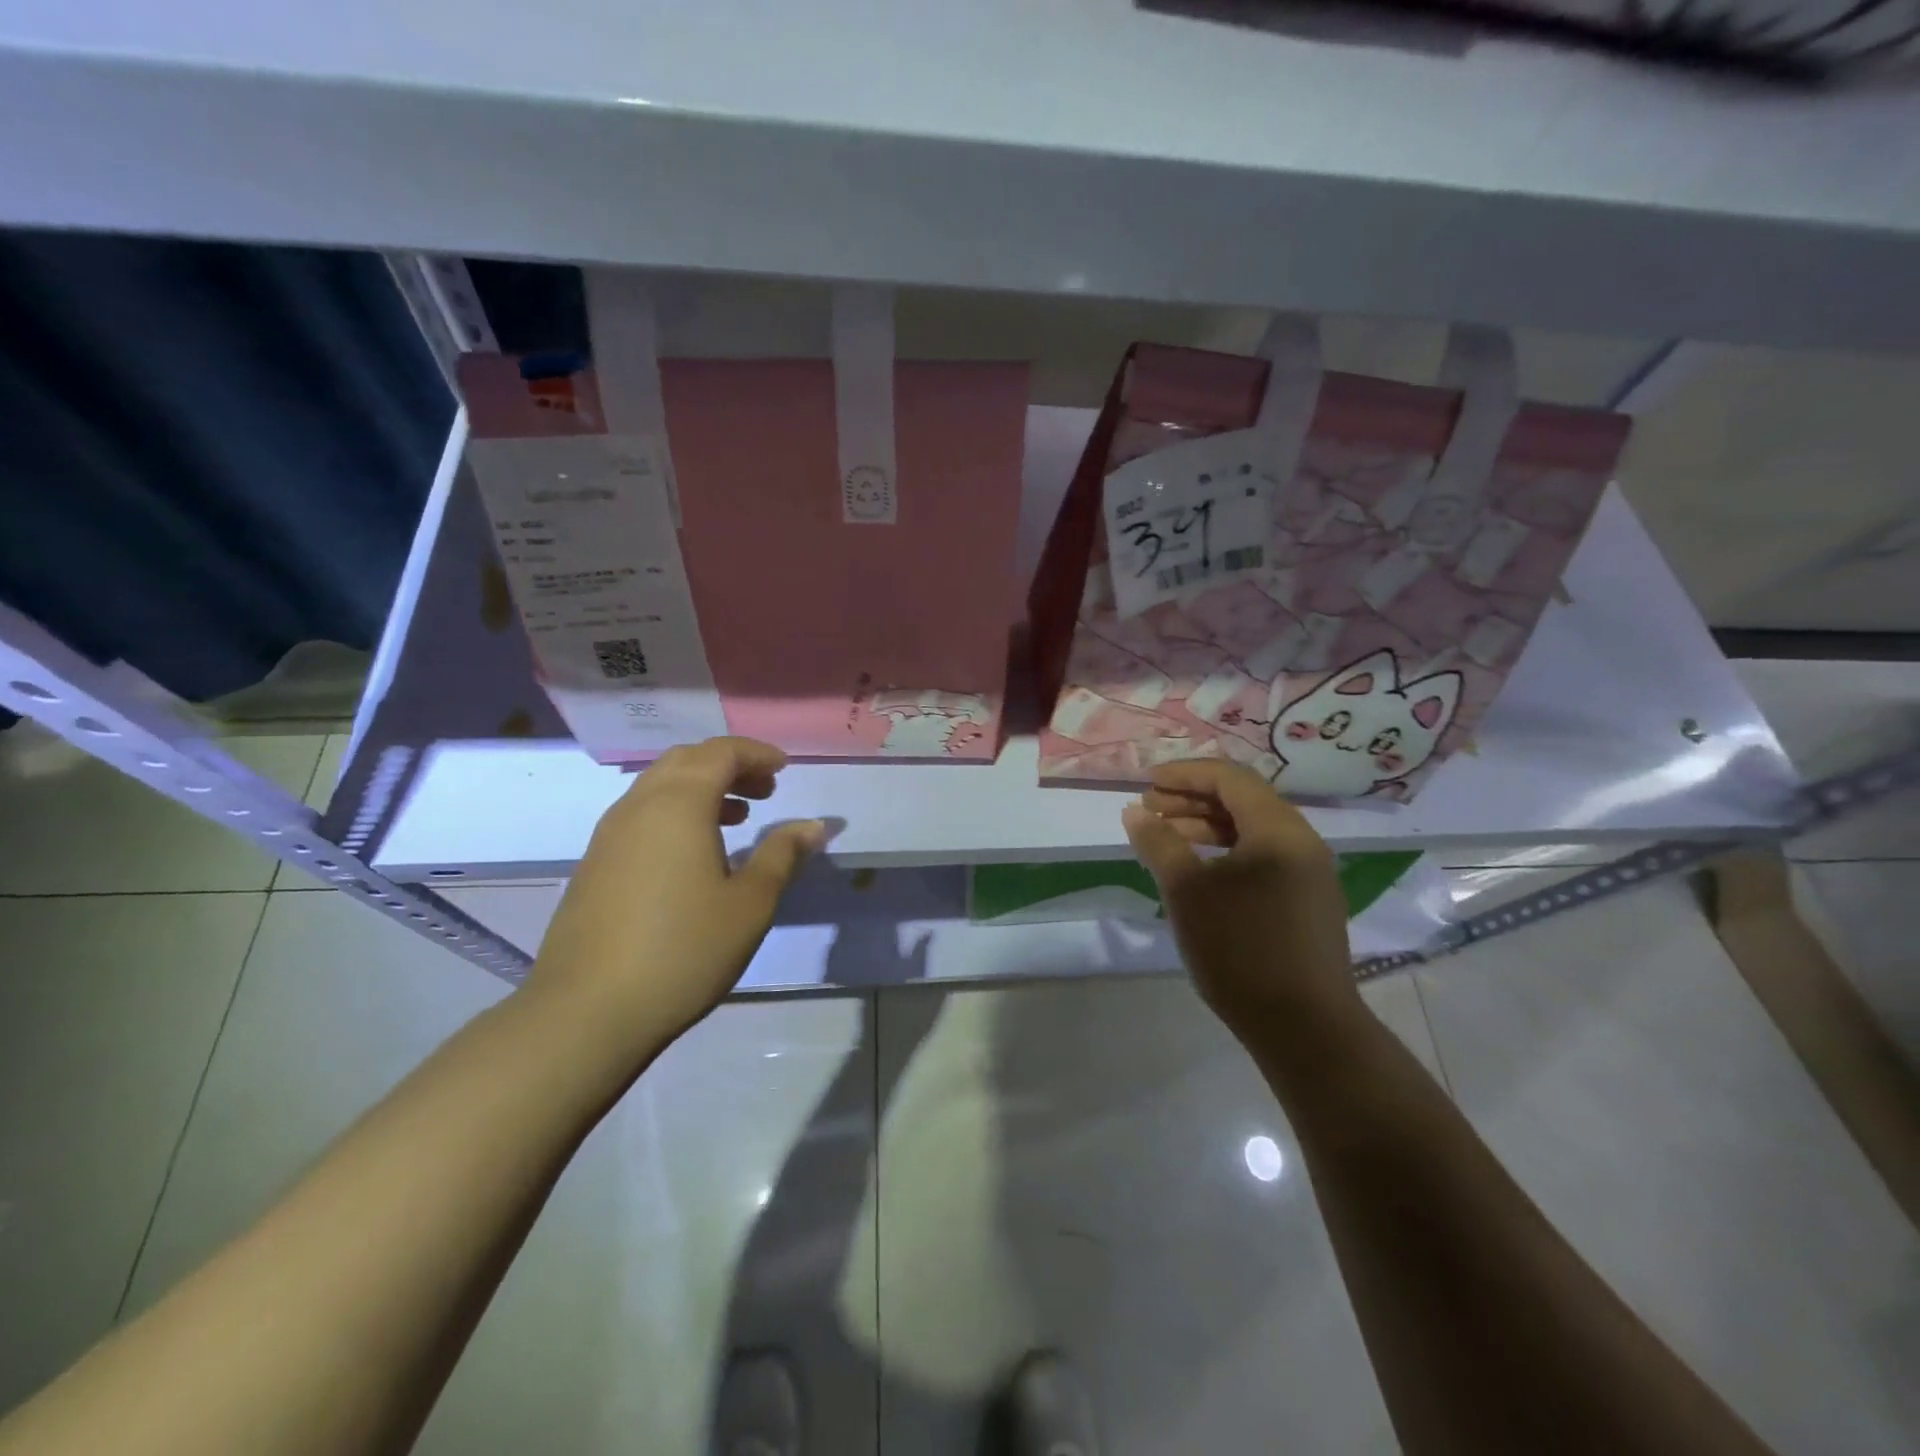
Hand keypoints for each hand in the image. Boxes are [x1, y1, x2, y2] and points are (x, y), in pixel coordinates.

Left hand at [526, 737, 824, 1045]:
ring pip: (659, 786)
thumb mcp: (750, 903)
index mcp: (679, 804)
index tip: (785, 770)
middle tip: (764, 792)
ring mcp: (609, 834)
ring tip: (737, 818)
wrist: (587, 1011)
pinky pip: (641, 814)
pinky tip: (694, 854)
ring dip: (701, 789)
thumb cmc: (683, 950)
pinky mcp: (594, 863)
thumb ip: (782, 854)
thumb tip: (813, 825)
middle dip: (729, 766)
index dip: (756, 754)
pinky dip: (675, 813)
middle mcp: (639, 806)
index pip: (720, 753)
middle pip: (686, 761)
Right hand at [1122, 760, 1358, 1038]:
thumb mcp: (1187, 890)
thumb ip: (1158, 843)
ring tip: (1166, 841)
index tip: (1146, 784)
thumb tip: (1134, 811)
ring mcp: (1309, 874)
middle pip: (1243, 801)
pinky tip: (1198, 874)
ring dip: (1206, 828)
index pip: (1229, 778)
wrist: (1304, 1027)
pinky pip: (1262, 858)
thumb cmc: (1241, 948)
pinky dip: (1226, 854)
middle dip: (1191, 800)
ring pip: (1252, 832)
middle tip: (1149, 812)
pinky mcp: (1307, 902)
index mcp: (1279, 829)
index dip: (1184, 774)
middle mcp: (1301, 841)